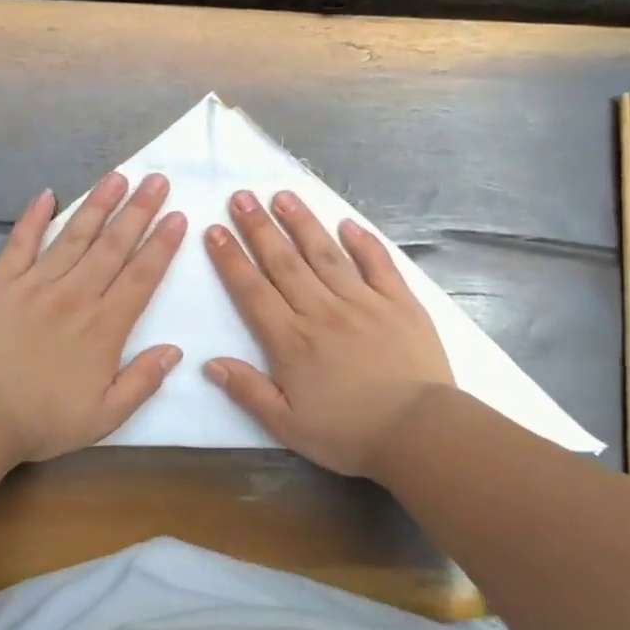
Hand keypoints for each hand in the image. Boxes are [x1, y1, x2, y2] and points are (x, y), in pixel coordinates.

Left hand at [0, 172, 186, 463]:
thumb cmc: (42, 419)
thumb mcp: (105, 416)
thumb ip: (143, 382)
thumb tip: (174, 350)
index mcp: (104, 327)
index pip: (141, 276)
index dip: (162, 245)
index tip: (177, 216)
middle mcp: (76, 295)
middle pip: (114, 246)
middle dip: (139, 210)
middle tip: (157, 180)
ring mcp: (37, 283)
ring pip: (75, 235)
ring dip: (99, 204)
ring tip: (118, 177)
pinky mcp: (1, 282)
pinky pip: (21, 242)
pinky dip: (34, 217)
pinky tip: (47, 194)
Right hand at [203, 189, 451, 479]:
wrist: (419, 433)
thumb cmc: (349, 434)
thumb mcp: (287, 426)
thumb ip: (248, 391)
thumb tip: (210, 362)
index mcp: (292, 340)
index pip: (252, 291)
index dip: (231, 259)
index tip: (214, 230)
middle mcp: (322, 311)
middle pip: (284, 262)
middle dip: (259, 227)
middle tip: (241, 197)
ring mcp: (363, 302)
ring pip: (326, 254)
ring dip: (302, 223)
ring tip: (283, 195)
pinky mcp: (399, 303)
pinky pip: (378, 264)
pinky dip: (363, 242)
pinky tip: (347, 224)